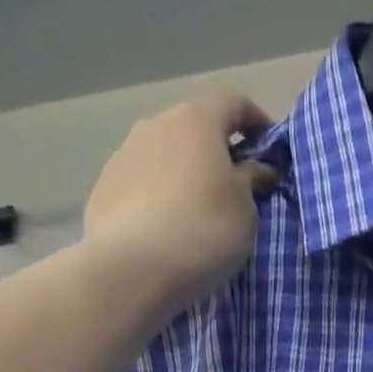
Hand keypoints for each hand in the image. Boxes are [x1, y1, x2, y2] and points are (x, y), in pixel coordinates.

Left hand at [82, 89, 277, 308]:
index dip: (256, 120)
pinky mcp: (102, 190)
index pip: (232, 101)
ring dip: (184, 174)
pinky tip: (166, 229)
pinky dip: (158, 197)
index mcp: (196, 121)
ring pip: (163, 156)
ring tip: (197, 211)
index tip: (270, 149)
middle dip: (216, 150)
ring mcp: (122, 156)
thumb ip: (252, 180)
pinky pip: (141, 185)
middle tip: (235, 185)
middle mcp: (154, 126)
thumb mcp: (245, 208)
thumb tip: (256, 169)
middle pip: (193, 128)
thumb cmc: (204, 229)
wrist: (132, 270)